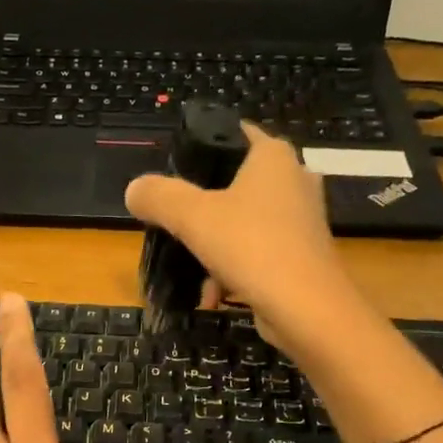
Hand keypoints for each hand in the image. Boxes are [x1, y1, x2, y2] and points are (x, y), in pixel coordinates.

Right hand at [124, 121, 359, 358]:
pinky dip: (235, 269)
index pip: (233, 133)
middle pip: (234, 184)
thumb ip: (159, 197)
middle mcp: (294, 179)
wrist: (307, 308)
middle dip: (203, 208)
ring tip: (194, 271)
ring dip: (215, 247)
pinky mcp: (303, 254)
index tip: (173, 174)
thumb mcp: (191, 217)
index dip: (201, 149)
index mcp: (272, 156)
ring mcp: (302, 219)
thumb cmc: (251, 246)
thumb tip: (134, 190)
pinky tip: (215, 295)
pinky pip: (258, 252)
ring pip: (244, 223)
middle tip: (175, 225)